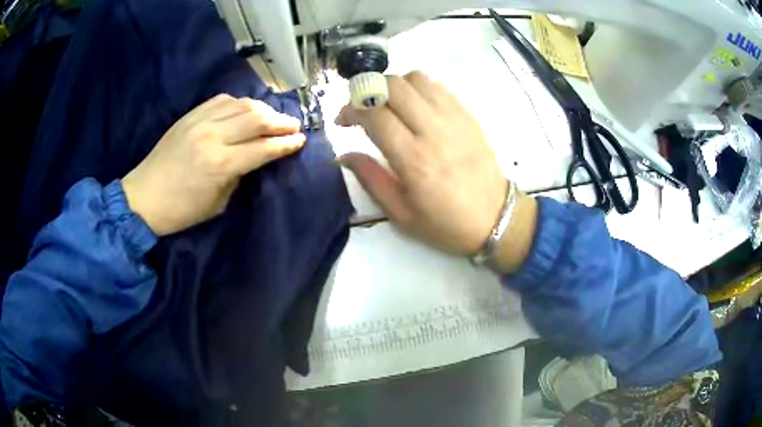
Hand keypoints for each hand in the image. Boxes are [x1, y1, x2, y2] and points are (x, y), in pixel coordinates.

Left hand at [122, 94, 304, 235]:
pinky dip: (238, 103)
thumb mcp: (218, 203)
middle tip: (293, 126)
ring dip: (263, 109)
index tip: (301, 140)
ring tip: (272, 117)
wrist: (143, 197)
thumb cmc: (181, 210)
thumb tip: (254, 157)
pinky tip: (244, 110)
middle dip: (281, 121)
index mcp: (220, 164)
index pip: (263, 147)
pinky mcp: (189, 116)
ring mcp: (199, 121)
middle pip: (257, 118)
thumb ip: (239, 175)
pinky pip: (221, 100)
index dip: (285, 144)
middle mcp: (212, 136)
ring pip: (241, 104)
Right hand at [337, 72, 507, 254]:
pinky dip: (418, 88)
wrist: (496, 218)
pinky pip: (438, 86)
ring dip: (394, 85)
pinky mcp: (468, 115)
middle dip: (368, 89)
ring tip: (389, 104)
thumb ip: (371, 179)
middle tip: (362, 107)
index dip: (350, 109)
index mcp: (413, 159)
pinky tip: (415, 106)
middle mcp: (433, 130)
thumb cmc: (446, 223)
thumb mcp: (401, 214)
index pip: (373, 113)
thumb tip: (344, 156)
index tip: (343, 120)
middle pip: (392, 85)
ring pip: (416, 78)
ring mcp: (454, 118)